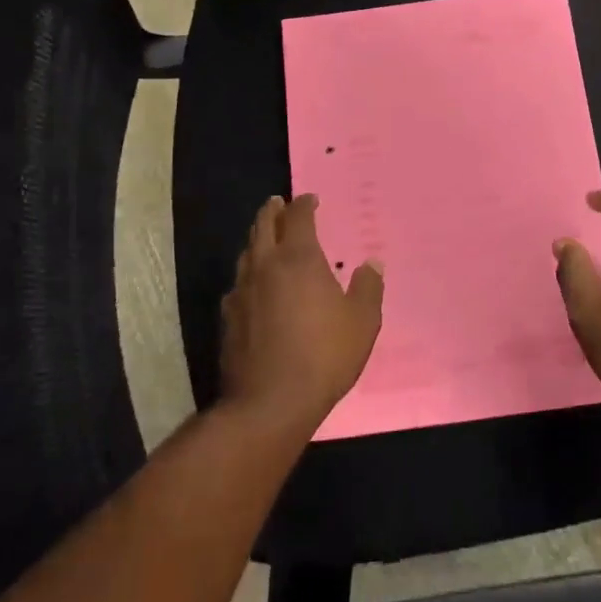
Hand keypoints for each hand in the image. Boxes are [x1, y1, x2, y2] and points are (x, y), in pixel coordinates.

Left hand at [220, 195, 383, 432]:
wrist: (270, 402)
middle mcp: (266, 267)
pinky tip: (253, 285)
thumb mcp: (362, 322)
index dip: (304, 205)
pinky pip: (238, 284)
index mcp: (299, 259)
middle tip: (277, 203)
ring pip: (246, 253)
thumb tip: (371, 263)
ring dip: (257, 239)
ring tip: (264, 237)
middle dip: (272, 212)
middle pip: (264, 227)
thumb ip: (368, 288)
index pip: (298, 218)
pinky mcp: (229, 318)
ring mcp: (242, 292)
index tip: (310, 199)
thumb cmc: (324, 355)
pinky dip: (248, 274)